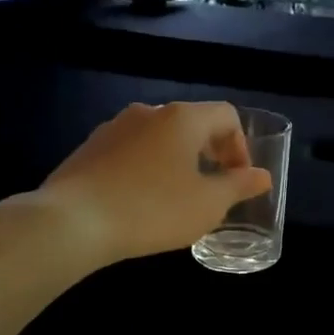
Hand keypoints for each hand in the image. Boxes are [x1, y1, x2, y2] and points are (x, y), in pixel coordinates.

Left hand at [37, 102, 271, 265]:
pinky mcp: (89, 148)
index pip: (226, 115)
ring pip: (159, 137)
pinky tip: (141, 200)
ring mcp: (114, 127)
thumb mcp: (207, 205)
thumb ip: (239, 186)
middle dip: (210, 152)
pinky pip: (131, 151)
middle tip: (213, 188)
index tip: (238, 179)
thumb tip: (262, 176)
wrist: (72, 222)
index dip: (241, 145)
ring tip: (177, 196)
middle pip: (192, 122)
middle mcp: (148, 112)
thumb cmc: (152, 210)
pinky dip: (147, 167)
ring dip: (177, 160)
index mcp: (182, 118)